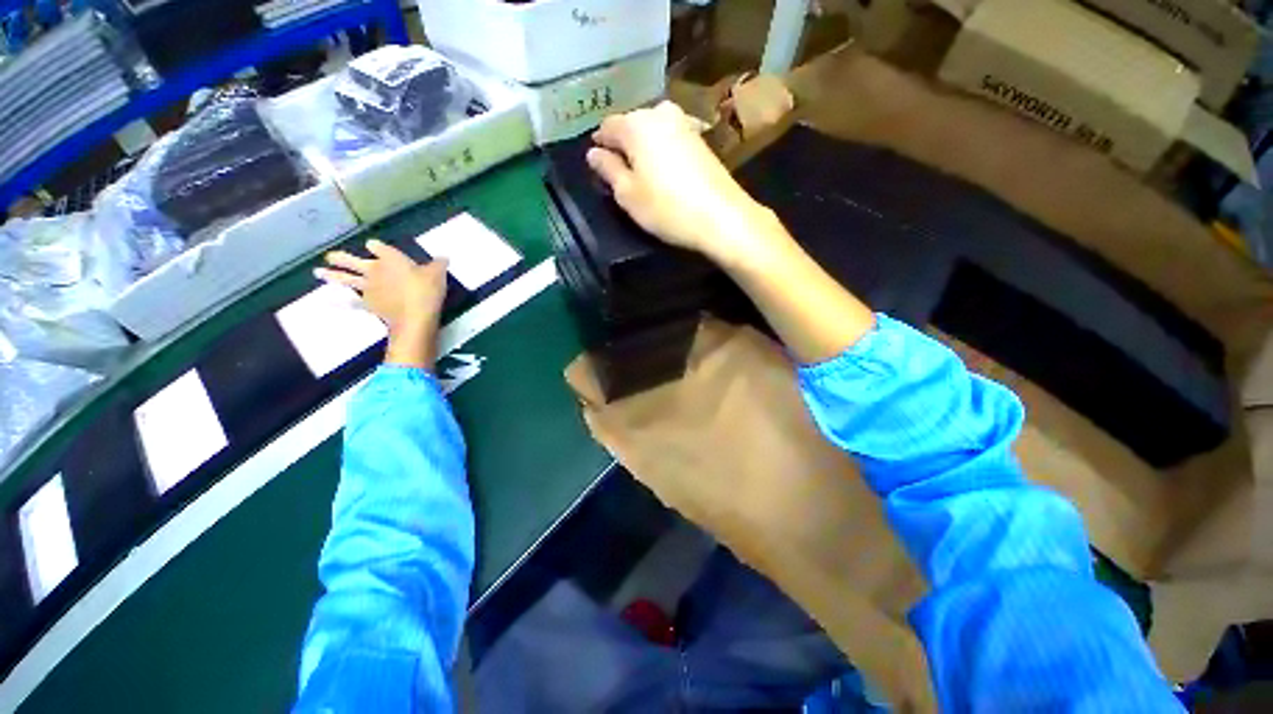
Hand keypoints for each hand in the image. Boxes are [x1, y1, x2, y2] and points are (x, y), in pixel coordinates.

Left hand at [315, 239, 448, 369]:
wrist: (414, 316)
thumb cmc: (426, 290)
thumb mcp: (438, 273)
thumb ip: (438, 264)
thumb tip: (444, 256)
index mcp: (390, 258)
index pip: (378, 247)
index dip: (376, 247)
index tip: (372, 245)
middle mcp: (375, 270)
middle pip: (354, 261)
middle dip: (342, 258)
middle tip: (329, 256)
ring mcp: (369, 288)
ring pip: (347, 279)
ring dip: (332, 275)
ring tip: (317, 272)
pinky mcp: (369, 304)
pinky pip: (353, 303)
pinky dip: (343, 303)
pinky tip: (333, 302)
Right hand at [586, 101, 780, 267]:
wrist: (721, 217)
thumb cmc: (667, 208)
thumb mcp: (628, 194)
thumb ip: (608, 170)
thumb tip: (593, 153)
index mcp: (636, 124)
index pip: (607, 127)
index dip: (599, 146)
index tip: (598, 166)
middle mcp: (660, 113)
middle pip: (631, 125)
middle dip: (623, 146)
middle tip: (620, 175)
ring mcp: (684, 123)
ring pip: (652, 131)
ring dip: (643, 149)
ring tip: (642, 176)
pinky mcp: (700, 138)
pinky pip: (670, 139)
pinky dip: (662, 152)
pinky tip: (664, 173)